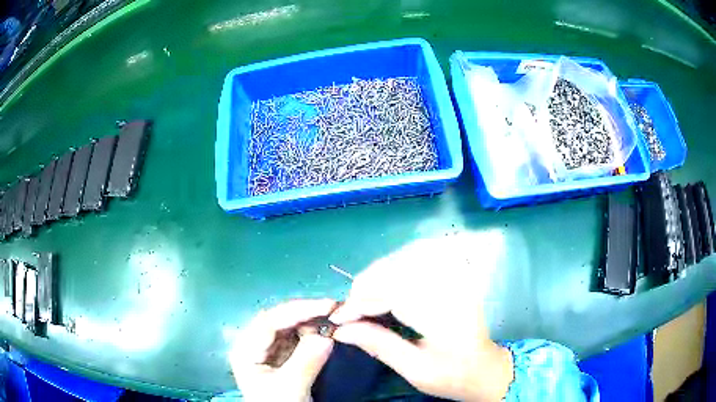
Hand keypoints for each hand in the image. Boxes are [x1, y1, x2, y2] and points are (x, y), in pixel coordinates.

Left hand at [229, 299, 336, 401]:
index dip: (298, 310)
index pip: (270, 321)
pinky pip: (297, 337)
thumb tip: (328, 336)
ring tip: (333, 319)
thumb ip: (307, 361)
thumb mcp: (291, 387)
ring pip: (289, 326)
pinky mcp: (281, 354)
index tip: (327, 306)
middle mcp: (254, 343)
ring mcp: (268, 348)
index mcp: (246, 349)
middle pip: (279, 319)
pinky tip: (326, 331)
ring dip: (311, 321)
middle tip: (334, 309)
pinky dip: (312, 332)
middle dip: (306, 313)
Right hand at [330, 234, 513, 401]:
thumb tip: (341, 329)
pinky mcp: (457, 275)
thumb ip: (379, 345)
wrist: (484, 367)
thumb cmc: (451, 375)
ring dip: (381, 271)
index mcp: (445, 316)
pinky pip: (423, 255)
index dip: (361, 303)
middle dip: (367, 284)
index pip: (394, 294)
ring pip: (410, 255)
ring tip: (365, 295)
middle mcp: (452, 289)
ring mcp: (458, 277)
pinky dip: (398, 263)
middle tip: (351, 308)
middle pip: (401, 267)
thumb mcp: (414, 369)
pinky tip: (387, 281)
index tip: (338, 318)